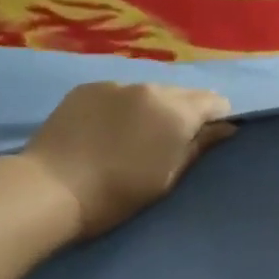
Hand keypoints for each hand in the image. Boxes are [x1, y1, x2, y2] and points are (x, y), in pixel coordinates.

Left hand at [21, 82, 235, 237]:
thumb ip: (198, 147)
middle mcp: (149, 88)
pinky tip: (107, 129)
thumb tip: (227, 127)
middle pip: (180, 93)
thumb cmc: (117, 194)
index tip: (210, 136)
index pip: (213, 101)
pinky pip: (116, 93)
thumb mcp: (167, 178)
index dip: (217, 117)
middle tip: (172, 140)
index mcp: (176, 111)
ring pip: (147, 91)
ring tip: (137, 134)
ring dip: (150, 107)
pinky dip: (120, 106)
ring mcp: (115, 84)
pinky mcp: (86, 88)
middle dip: (184, 111)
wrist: (52, 188)